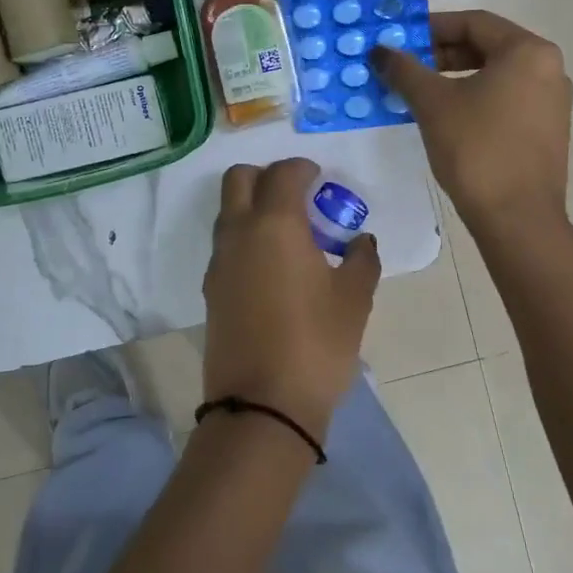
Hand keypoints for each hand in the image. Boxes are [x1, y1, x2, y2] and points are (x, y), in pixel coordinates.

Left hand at [202, 158, 380, 439]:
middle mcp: (238, 233)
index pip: (282, 173)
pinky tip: (274, 266)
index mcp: (274, 224)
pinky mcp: (211, 289)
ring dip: (253, 206)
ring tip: (290, 234)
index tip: (319, 177)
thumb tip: (360, 241)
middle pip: (238, 179)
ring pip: (228, 211)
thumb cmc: (317, 344)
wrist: (262, 404)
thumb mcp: (354, 299)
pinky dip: (246, 237)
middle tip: (297, 195)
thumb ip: (361, 259)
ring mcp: (219, 262)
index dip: (302, 168)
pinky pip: (226, 244)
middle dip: (266, 175)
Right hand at [372, 10, 572, 233]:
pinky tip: (445, 117)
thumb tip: (379, 51)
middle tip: (404, 67)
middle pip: (486, 46)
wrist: (517, 218)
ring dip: (454, 77)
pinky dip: (474, 99)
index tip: (398, 40)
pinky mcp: (547, 130)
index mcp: (528, 51)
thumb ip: (404, 70)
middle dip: (440, 54)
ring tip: (418, 92)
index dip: (430, 27)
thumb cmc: (476, 149)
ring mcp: (552, 101)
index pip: (472, 22)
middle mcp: (549, 68)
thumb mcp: (432, 103)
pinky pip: (506, 99)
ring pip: (495, 75)